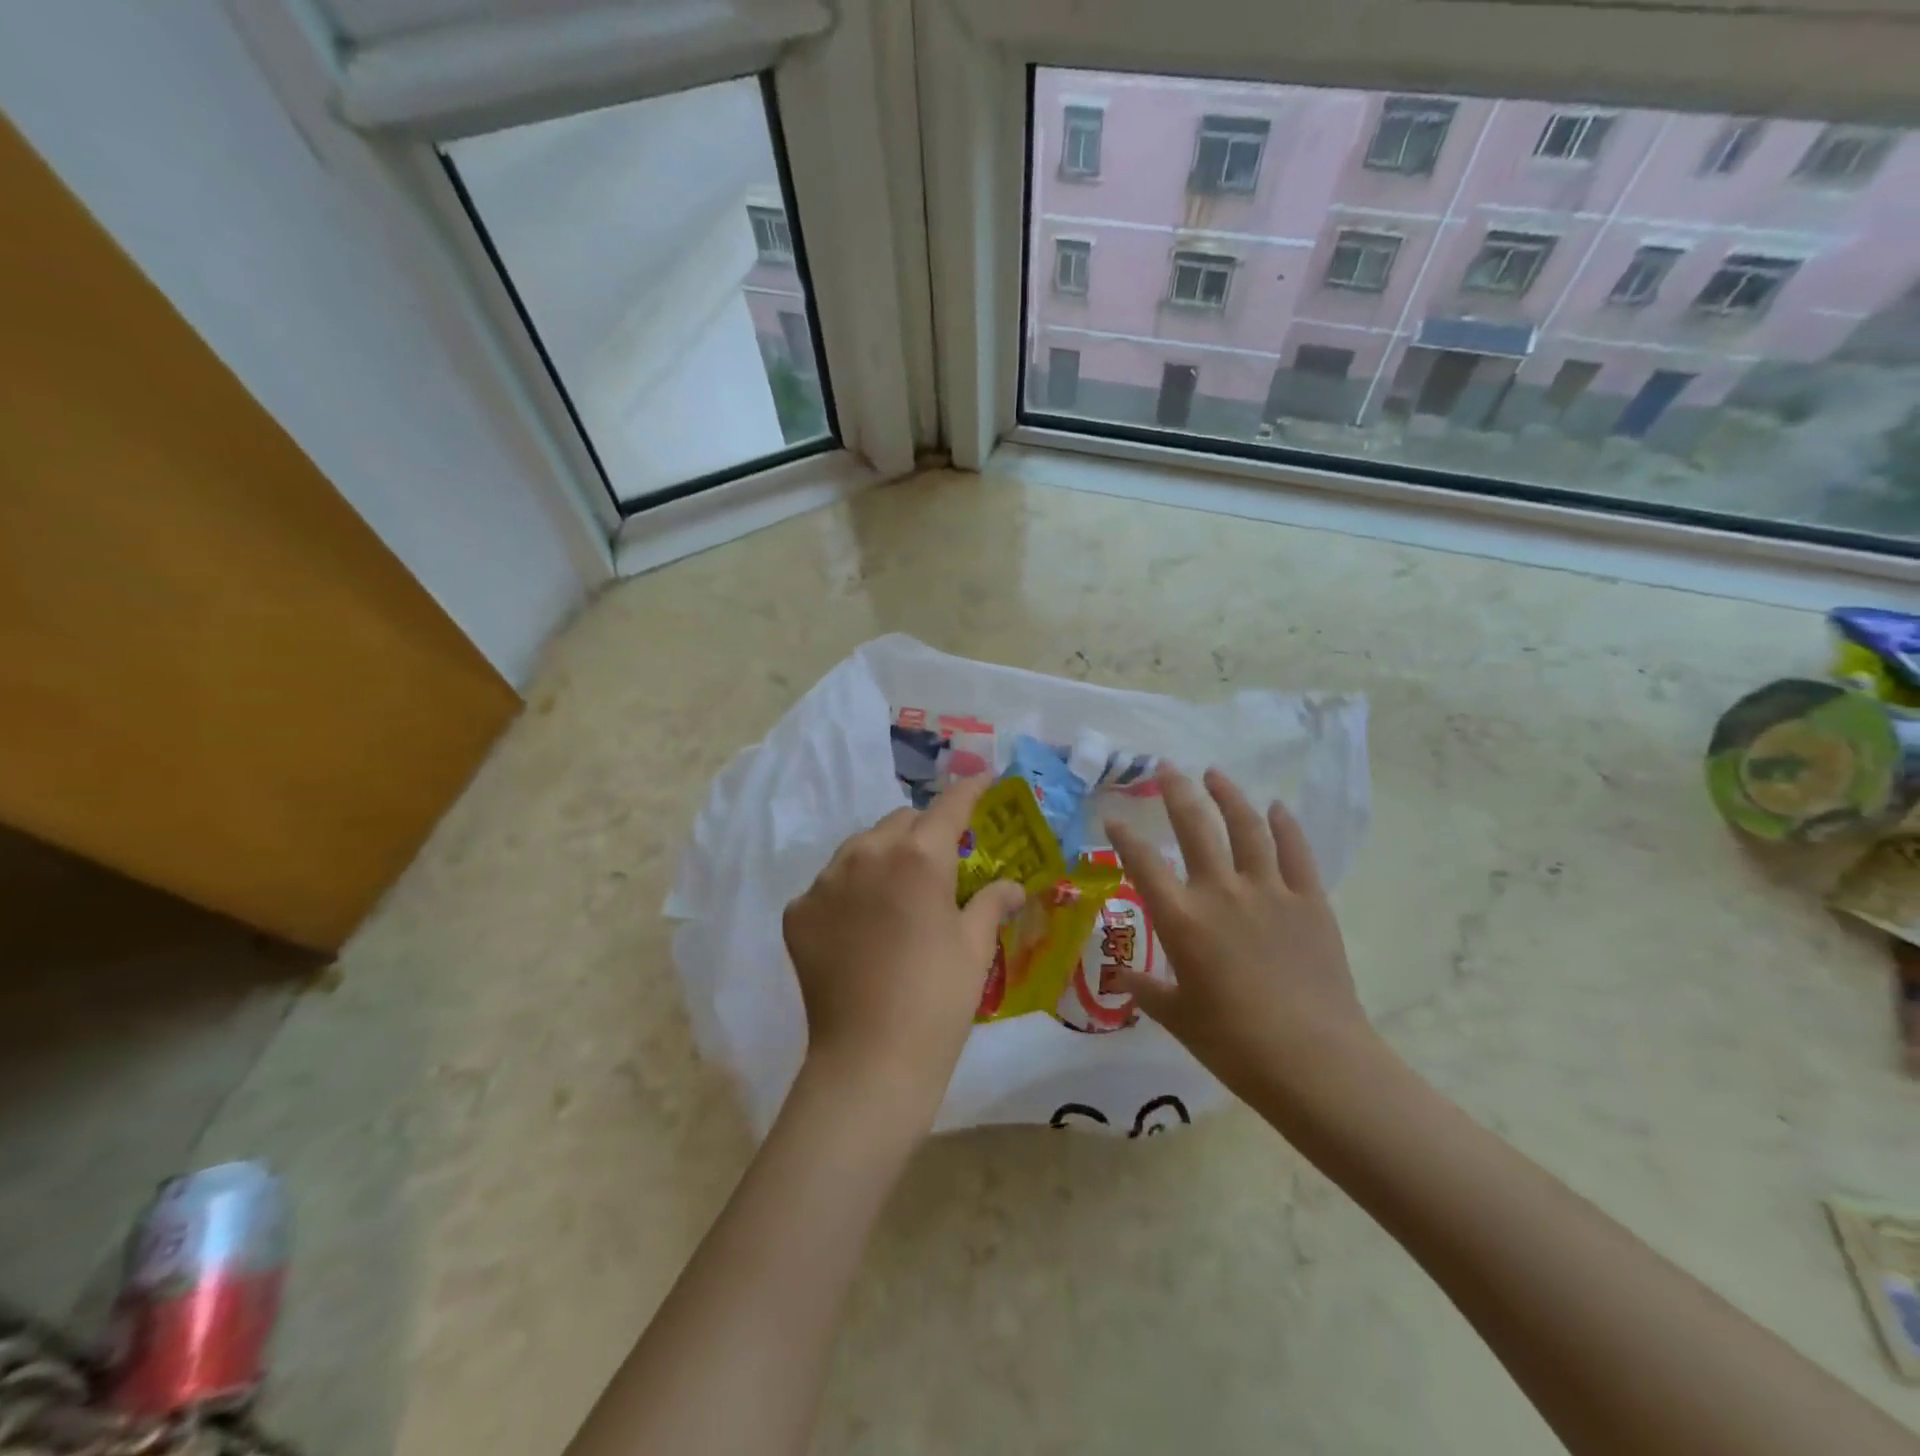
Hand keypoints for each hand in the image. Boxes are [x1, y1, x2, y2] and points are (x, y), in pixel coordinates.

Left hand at [783, 775, 1025, 1125]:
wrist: (870, 1059)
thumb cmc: (938, 998)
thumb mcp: (975, 947)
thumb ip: (992, 902)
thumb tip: (1014, 886)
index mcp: (919, 855)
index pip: (949, 805)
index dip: (970, 789)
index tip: (983, 781)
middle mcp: (868, 853)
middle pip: (901, 821)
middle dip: (924, 831)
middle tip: (940, 862)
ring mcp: (826, 881)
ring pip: (860, 847)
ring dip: (883, 856)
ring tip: (896, 892)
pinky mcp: (798, 911)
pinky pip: (830, 883)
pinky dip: (849, 892)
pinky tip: (860, 927)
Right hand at [1105, 766, 1375, 1099]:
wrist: (1314, 1061)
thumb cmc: (1234, 1044)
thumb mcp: (1178, 1017)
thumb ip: (1147, 990)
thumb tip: (1121, 977)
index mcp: (1181, 919)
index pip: (1143, 863)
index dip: (1124, 835)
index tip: (1113, 815)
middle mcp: (1220, 892)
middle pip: (1195, 826)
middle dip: (1177, 792)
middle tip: (1166, 768)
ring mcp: (1269, 891)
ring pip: (1246, 827)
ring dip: (1229, 796)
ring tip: (1215, 774)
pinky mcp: (1309, 901)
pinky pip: (1295, 852)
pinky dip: (1285, 825)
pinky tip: (1276, 807)